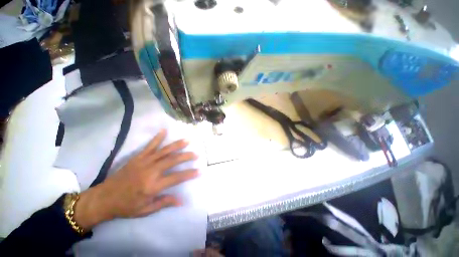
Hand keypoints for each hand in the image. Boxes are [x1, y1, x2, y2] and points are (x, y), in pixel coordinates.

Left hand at [74, 129, 198, 229]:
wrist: (103, 198)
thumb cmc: (126, 206)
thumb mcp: (145, 210)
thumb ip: (164, 203)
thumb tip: (182, 201)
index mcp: (152, 186)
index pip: (176, 178)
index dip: (189, 174)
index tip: (200, 170)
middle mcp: (150, 171)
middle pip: (172, 160)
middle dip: (186, 156)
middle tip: (196, 154)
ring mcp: (143, 162)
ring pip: (164, 151)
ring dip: (177, 145)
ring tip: (187, 140)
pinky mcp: (137, 158)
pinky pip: (149, 146)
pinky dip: (157, 138)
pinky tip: (164, 131)